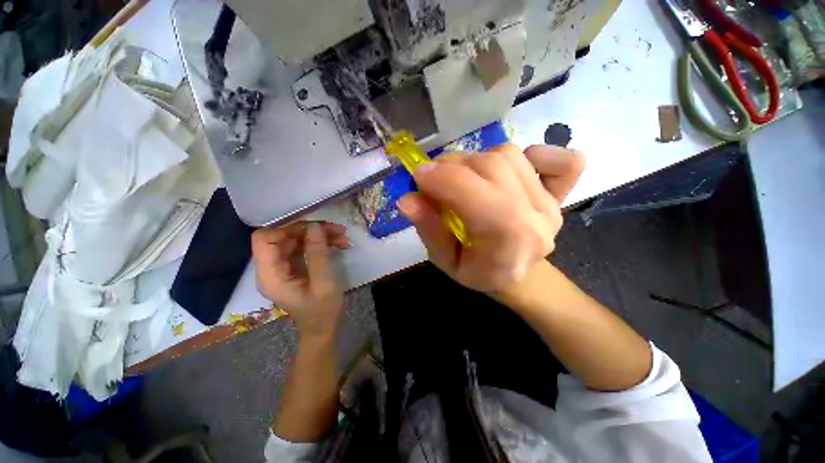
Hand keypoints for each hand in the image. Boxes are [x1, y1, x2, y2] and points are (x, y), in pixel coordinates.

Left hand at [251, 221, 349, 336]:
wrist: (322, 327)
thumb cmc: (322, 310)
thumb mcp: (323, 282)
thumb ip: (317, 254)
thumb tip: (315, 226)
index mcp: (270, 275)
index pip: (264, 239)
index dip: (286, 229)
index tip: (313, 228)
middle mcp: (271, 268)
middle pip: (283, 237)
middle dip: (310, 230)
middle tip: (336, 230)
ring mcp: (283, 266)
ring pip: (296, 240)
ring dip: (319, 235)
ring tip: (342, 236)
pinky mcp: (294, 266)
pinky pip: (304, 247)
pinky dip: (320, 243)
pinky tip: (339, 243)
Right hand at [397, 144, 583, 292]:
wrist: (518, 277)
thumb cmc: (479, 273)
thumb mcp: (445, 262)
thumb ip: (429, 230)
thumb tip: (407, 199)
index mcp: (508, 241)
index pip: (474, 193)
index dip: (440, 178)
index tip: (417, 176)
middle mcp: (536, 216)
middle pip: (491, 165)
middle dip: (452, 166)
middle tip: (435, 180)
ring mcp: (551, 202)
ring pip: (509, 154)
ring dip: (476, 159)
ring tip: (463, 178)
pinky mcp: (561, 193)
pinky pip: (562, 159)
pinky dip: (533, 154)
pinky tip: (512, 168)